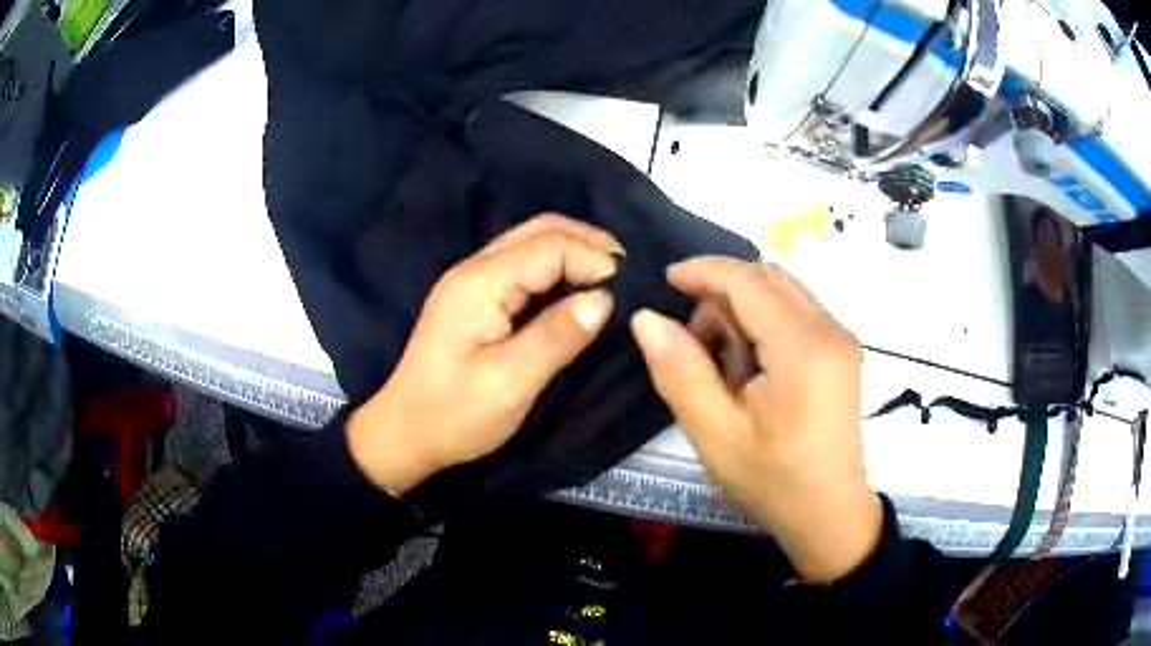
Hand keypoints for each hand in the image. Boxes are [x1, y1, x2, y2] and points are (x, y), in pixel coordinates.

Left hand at [347, 215, 620, 496]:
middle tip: (629, 275)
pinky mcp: (475, 297)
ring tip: (612, 279)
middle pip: (541, 230)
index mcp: (481, 282)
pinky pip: (523, 265)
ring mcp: (472, 280)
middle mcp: (475, 268)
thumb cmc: (454, 415)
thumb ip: (557, 336)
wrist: (404, 433)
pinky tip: (577, 289)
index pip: (551, 246)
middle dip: (590, 243)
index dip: (595, 260)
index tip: (629, 291)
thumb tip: (604, 299)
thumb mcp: (510, 383)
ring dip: (575, 251)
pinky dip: (558, 268)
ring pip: (533, 242)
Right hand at [630, 257, 881, 582]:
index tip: (666, 280)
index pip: (749, 281)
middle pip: (768, 279)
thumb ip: (680, 371)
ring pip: (783, 293)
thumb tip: (647, 319)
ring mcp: (841, 339)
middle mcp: (830, 329)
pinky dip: (765, 324)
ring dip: (744, 309)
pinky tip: (750, 368)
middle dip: (723, 293)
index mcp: (803, 347)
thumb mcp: (716, 434)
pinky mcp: (841, 351)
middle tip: (693, 339)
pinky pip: (797, 314)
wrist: (829, 513)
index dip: (704, 271)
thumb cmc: (774, 480)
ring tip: (722, 362)